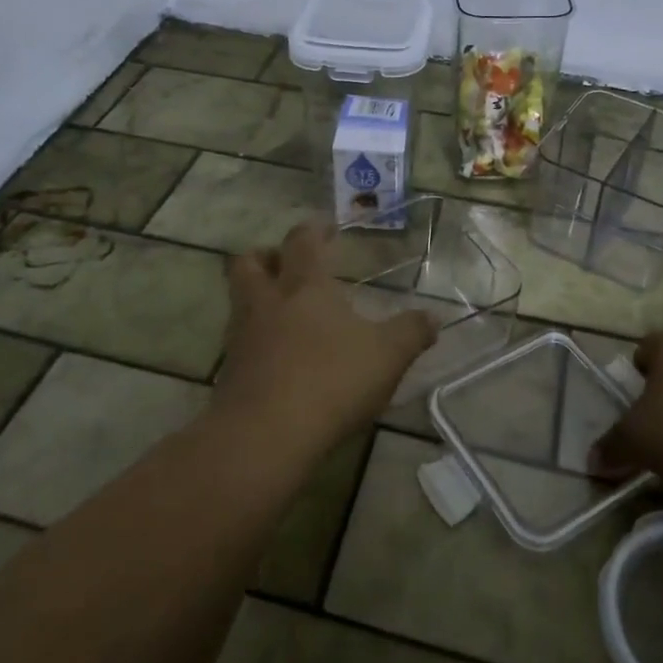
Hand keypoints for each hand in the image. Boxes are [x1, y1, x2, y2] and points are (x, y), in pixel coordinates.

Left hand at [212, 219, 437, 457]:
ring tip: (282, 311)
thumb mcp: (387, 356)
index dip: (313, 230)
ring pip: (238, 300)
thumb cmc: (331, 380)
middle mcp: (267, 302)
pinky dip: (254, 340)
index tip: (325, 227)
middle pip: (250, 262)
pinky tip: (275, 357)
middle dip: (266, 256)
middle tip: (286, 264)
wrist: (265, 435)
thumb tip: (434, 318)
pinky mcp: (228, 373)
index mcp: (305, 286)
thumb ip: (411, 333)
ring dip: (256, 296)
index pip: (302, 242)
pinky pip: (238, 342)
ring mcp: (241, 337)